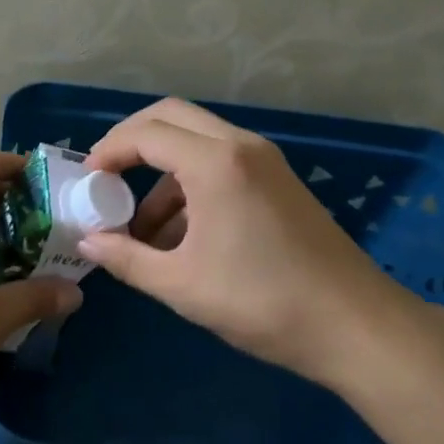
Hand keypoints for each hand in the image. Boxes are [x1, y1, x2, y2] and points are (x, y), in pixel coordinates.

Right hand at [78, 99, 410, 387]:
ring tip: (139, 228)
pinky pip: (220, 162)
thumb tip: (87, 241)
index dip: (108, 151)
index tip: (86, 182)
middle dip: (131, 141)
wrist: (357, 327)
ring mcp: (264, 160)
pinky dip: (190, 183)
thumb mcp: (182, 285)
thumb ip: (126, 258)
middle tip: (105, 177)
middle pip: (171, 116)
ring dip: (161, 170)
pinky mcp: (278, 180)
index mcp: (216, 163)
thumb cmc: (263, 302)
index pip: (146, 134)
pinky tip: (179, 236)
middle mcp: (240, 146)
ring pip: (196, 140)